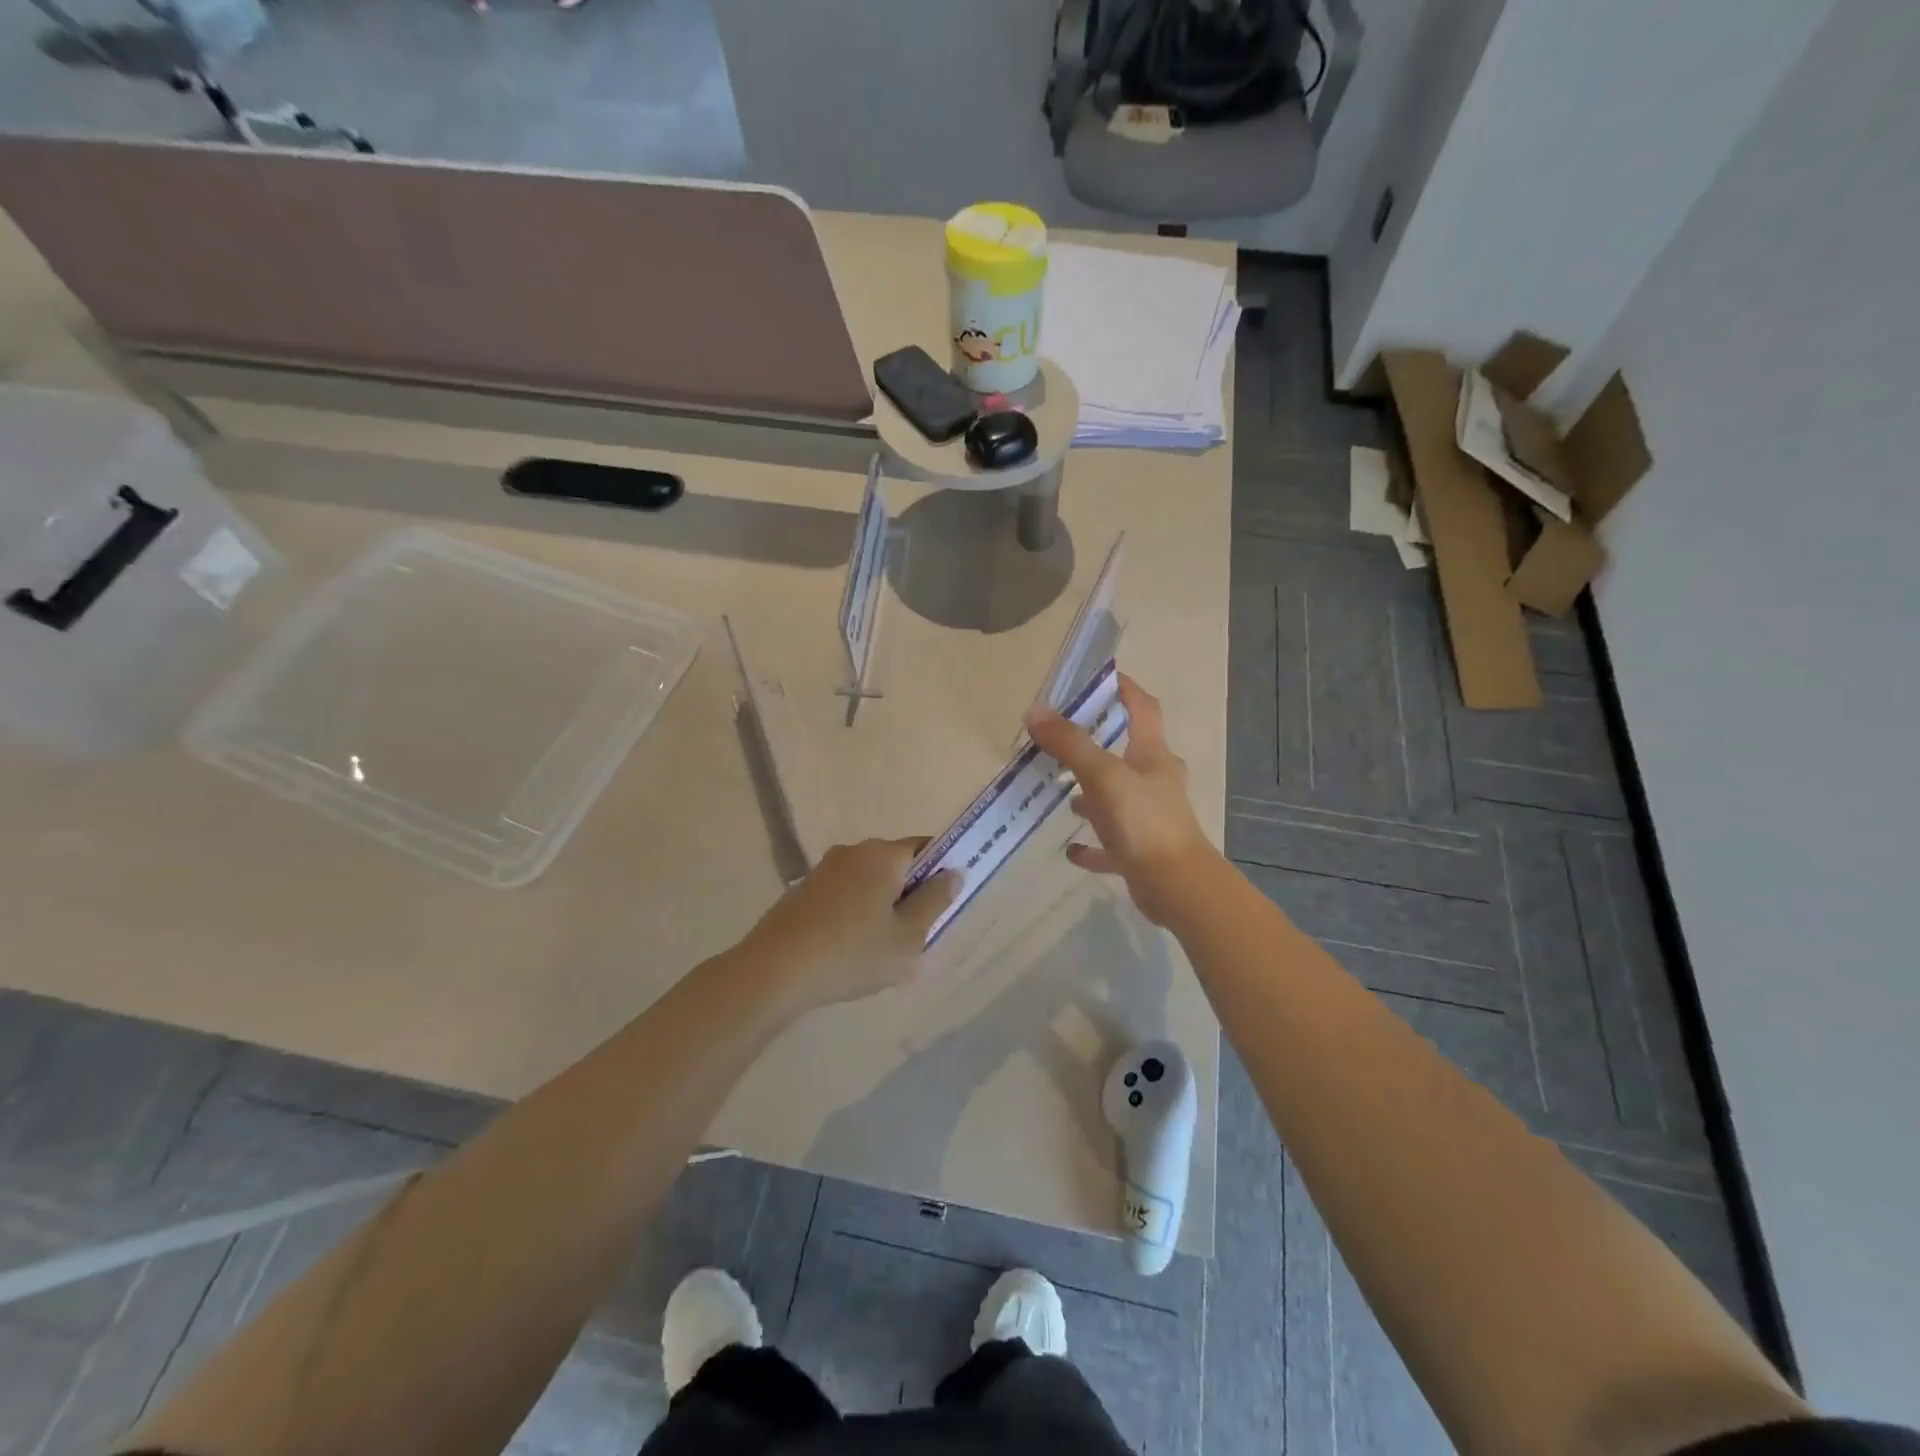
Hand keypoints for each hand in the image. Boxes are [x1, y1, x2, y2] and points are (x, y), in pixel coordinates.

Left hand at [738, 838, 960, 1009]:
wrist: (774, 971)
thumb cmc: (852, 953)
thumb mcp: (907, 937)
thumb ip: (935, 902)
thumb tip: (953, 873)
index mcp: (883, 855)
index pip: (925, 847)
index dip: (940, 872)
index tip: (942, 906)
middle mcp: (853, 852)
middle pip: (895, 865)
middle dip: (909, 894)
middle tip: (913, 936)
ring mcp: (823, 870)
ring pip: (868, 882)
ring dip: (880, 907)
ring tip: (877, 951)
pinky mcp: (802, 891)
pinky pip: (843, 895)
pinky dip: (853, 915)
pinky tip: (846, 951)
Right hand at [1025, 674, 1220, 926]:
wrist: (1176, 886)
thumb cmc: (1143, 821)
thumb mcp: (1103, 775)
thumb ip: (1070, 744)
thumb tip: (1036, 711)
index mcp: (1153, 755)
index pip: (1143, 708)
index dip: (1125, 689)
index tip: (1100, 677)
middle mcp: (1156, 782)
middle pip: (1129, 752)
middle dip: (1099, 743)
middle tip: (1063, 739)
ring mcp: (1150, 818)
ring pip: (1118, 797)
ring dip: (1093, 793)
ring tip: (1062, 793)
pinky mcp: (1141, 852)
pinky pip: (1111, 843)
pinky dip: (1093, 843)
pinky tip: (1071, 849)